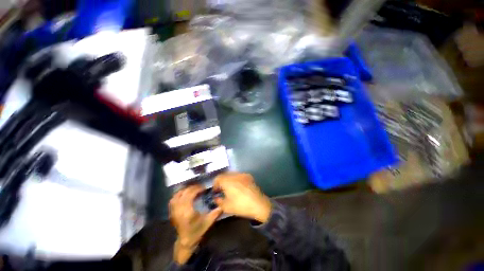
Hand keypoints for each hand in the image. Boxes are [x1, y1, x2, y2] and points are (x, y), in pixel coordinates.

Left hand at [169, 185, 221, 263]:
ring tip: (193, 189)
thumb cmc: (197, 231)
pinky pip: (173, 199)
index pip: (190, 195)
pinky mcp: (172, 212)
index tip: (204, 188)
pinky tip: (185, 193)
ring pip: (177, 195)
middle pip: (184, 193)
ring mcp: (174, 211)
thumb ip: (215, 213)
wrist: (185, 241)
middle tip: (200, 187)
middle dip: (193, 188)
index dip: (197, 189)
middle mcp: (179, 209)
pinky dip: (179, 194)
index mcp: (188, 211)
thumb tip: (222, 204)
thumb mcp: (208, 222)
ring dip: (185, 190)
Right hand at [214, 172, 271, 222]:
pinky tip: (239, 187)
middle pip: (225, 174)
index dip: (215, 184)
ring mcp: (242, 174)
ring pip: (232, 174)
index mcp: (227, 181)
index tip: (216, 191)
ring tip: (231, 188)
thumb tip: (216, 198)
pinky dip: (236, 179)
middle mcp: (235, 175)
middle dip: (222, 181)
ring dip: (229, 179)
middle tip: (222, 190)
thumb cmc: (241, 206)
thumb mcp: (226, 207)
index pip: (218, 178)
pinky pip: (239, 175)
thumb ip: (218, 201)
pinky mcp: (249, 176)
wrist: (259, 204)